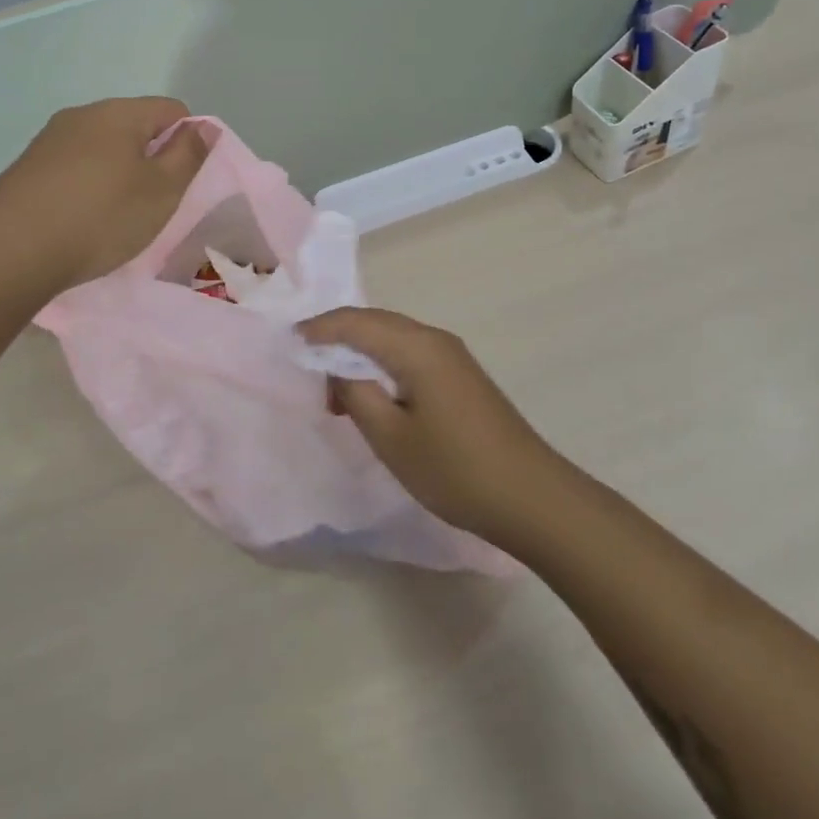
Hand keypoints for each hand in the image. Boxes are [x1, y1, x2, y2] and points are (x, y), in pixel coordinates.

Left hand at [0, 98, 210, 295]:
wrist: (10, 252)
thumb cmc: (100, 218)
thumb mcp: (161, 190)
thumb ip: (188, 155)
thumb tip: (204, 127)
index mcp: (118, 113)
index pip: (172, 110)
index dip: (188, 141)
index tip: (183, 181)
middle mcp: (80, 115)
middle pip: (134, 127)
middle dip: (151, 159)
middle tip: (153, 203)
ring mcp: (48, 141)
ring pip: (101, 149)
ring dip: (117, 174)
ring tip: (116, 217)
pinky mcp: (25, 169)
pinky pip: (72, 168)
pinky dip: (86, 187)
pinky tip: (80, 221)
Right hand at [297, 307, 572, 548]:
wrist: (531, 497)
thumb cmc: (455, 470)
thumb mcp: (391, 438)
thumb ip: (355, 394)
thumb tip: (336, 369)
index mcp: (416, 346)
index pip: (354, 321)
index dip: (317, 329)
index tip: (287, 345)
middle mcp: (434, 338)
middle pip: (373, 322)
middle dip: (335, 340)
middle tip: (307, 371)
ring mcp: (451, 355)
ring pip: (391, 338)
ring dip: (359, 355)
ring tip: (334, 391)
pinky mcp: (460, 375)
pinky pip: (409, 354)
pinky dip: (381, 365)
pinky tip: (371, 396)